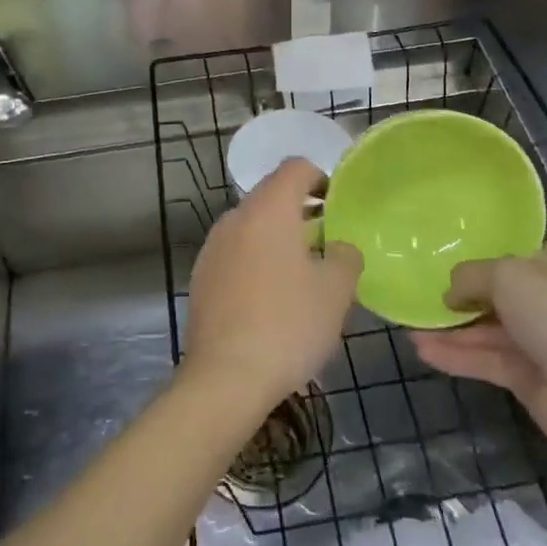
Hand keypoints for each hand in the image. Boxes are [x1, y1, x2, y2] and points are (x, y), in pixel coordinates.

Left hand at [184, 158, 362, 407]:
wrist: (225, 378)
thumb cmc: (288, 325)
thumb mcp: (336, 291)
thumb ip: (346, 255)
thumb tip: (340, 247)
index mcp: (269, 209)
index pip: (295, 167)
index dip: (321, 178)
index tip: (337, 208)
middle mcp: (235, 217)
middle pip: (272, 196)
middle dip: (301, 213)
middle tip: (327, 245)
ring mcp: (213, 247)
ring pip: (252, 227)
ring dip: (277, 239)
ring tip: (301, 276)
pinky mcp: (200, 276)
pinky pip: (236, 253)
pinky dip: (256, 261)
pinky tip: (270, 300)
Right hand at [409, 244, 546, 451]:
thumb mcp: (505, 275)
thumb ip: (469, 276)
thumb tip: (450, 293)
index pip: (508, 256)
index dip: (477, 258)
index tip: (440, 260)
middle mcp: (543, 299)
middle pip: (493, 294)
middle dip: (457, 297)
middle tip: (418, 296)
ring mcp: (534, 340)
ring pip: (484, 330)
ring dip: (449, 330)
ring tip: (409, 326)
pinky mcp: (524, 377)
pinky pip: (483, 360)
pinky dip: (455, 356)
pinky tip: (422, 350)